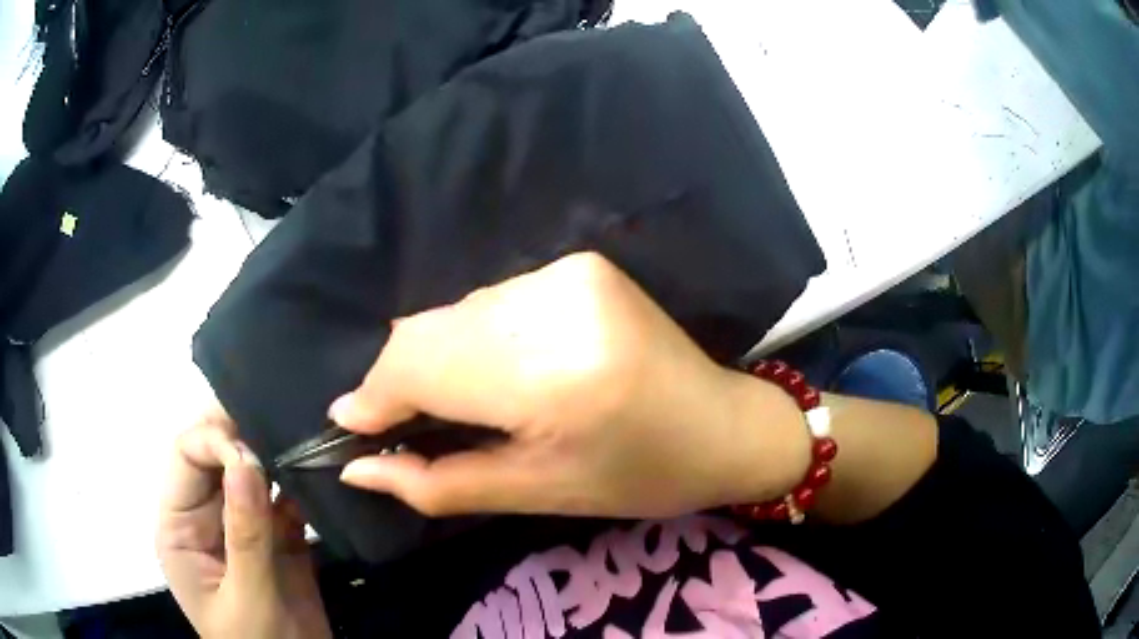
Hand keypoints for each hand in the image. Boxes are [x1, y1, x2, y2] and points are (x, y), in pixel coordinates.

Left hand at [156, 408, 331, 638]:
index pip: (186, 457)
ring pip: (253, 472)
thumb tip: (245, 461)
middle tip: (282, 422)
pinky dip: (302, 486)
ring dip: (276, 456)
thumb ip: (245, 535)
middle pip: (217, 456)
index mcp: (180, 526)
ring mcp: (243, 526)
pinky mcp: (278, 537)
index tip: (254, 454)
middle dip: (245, 437)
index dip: (214, 443)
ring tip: (305, 439)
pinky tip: (319, 476)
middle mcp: (206, 517)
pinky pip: (286, 500)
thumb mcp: (247, 597)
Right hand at [333, 252, 809, 517]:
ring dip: (438, 358)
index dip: (377, 394)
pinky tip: (495, 371)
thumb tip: (356, 467)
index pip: (423, 365)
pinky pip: (492, 300)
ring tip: (456, 403)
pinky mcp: (579, 263)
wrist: (722, 425)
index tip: (350, 423)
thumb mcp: (537, 494)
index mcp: (552, 374)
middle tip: (397, 423)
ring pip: (456, 312)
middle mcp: (556, 305)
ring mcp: (570, 273)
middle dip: (401, 379)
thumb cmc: (638, 477)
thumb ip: (438, 483)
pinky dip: (474, 337)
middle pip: (431, 330)